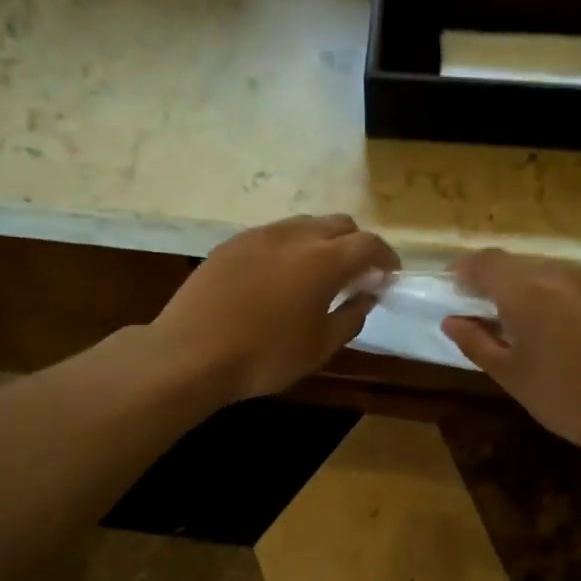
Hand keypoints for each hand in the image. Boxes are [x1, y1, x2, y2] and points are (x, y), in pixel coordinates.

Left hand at [152, 214, 398, 403]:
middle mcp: (295, 236)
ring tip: (319, 273)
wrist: (191, 353)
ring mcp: (259, 235)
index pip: (369, 244)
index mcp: (325, 260)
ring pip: (305, 224)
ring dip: (322, 241)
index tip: (390, 274)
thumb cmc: (265, 356)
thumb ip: (351, 316)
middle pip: (339, 224)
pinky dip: (290, 247)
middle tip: (357, 274)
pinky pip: (274, 234)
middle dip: (356, 244)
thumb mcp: (320, 346)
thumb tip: (366, 296)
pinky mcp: (232, 243)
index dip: (386, 257)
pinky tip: (280, 276)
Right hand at [443, 249, 580, 463]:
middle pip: (513, 264)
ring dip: (522, 285)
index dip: (463, 271)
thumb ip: (475, 342)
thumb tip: (451, 320)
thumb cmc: (564, 399)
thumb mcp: (511, 375)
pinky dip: (550, 291)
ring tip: (515, 317)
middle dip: (491, 280)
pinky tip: (552, 322)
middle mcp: (557, 274)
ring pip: (542, 269)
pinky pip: (568, 280)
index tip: (451, 288)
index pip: (484, 263)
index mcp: (526, 293)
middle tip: (479, 308)